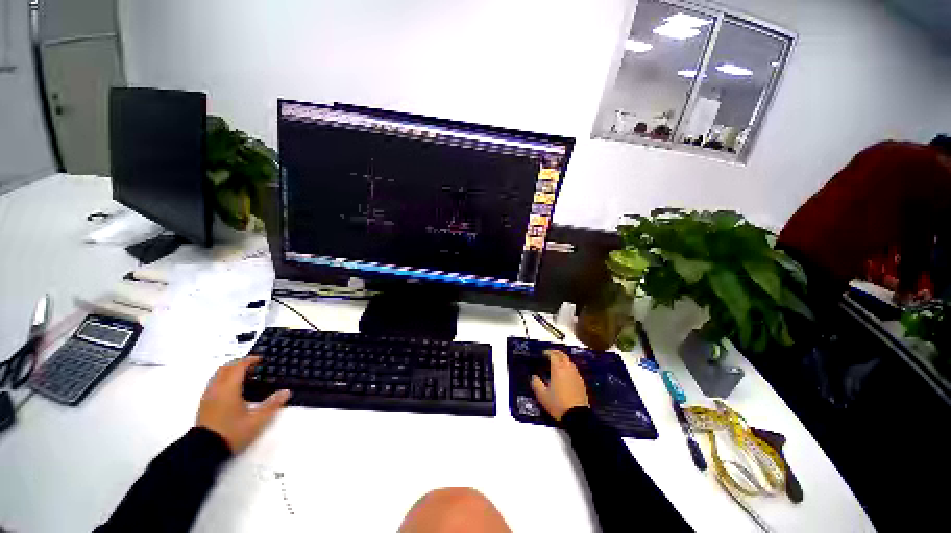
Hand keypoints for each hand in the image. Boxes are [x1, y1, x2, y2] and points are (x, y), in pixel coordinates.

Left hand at [196, 356, 290, 452]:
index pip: (238, 367)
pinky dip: (224, 380)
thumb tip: (286, 392)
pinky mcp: (204, 404)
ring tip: (244, 376)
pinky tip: (232, 389)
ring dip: (230, 371)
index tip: (261, 359)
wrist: (204, 450)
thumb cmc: (231, 432)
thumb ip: (272, 405)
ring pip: (217, 375)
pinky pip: (214, 384)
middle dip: (239, 363)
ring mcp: (208, 397)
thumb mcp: (256, 421)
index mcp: (229, 389)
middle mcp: (216, 389)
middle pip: (225, 368)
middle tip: (253, 365)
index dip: (250, 360)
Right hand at [530, 350, 588, 421]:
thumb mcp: (542, 396)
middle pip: (563, 355)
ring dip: (563, 359)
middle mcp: (568, 369)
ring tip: (557, 363)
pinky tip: (565, 374)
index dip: (548, 352)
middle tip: (550, 354)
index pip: (553, 355)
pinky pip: (574, 369)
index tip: (543, 353)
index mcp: (558, 369)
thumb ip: (536, 384)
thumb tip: (534, 376)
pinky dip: (568, 367)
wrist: (577, 416)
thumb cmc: (558, 404)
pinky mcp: (581, 382)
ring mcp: (576, 375)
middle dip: (556, 352)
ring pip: (569, 361)